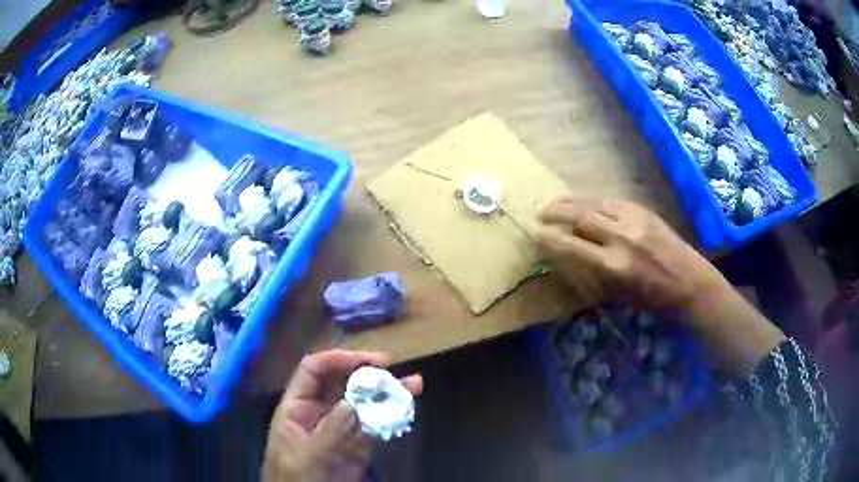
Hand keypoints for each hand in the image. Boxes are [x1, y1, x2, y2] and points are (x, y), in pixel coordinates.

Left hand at [263, 350, 422, 481]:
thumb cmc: (298, 480)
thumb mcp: (309, 456)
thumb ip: (332, 429)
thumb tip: (358, 400)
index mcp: (297, 408)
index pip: (313, 371)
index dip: (339, 360)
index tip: (370, 362)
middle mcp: (318, 414)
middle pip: (341, 383)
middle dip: (367, 373)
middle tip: (394, 370)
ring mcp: (339, 431)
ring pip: (362, 404)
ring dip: (386, 393)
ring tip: (414, 385)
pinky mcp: (356, 448)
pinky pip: (375, 426)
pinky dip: (391, 417)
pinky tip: (407, 410)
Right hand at [536, 197, 727, 312]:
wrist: (689, 281)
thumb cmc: (654, 299)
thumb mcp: (619, 295)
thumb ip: (593, 274)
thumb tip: (570, 258)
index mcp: (614, 266)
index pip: (572, 246)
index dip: (549, 238)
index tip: (534, 235)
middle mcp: (621, 238)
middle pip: (580, 216)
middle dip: (555, 213)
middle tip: (539, 214)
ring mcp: (633, 220)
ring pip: (594, 202)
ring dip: (570, 201)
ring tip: (555, 202)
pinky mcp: (643, 211)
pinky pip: (611, 200)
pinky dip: (592, 200)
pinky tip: (584, 201)